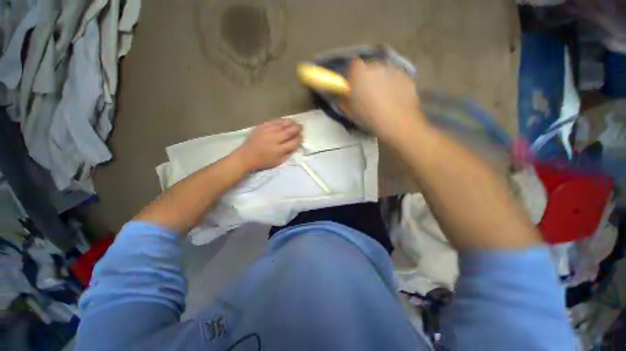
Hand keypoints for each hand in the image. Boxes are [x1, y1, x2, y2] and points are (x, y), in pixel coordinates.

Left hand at [233, 119, 302, 171]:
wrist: (246, 156)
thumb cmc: (264, 161)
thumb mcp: (279, 162)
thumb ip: (289, 153)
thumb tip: (297, 144)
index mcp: (280, 150)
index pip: (294, 142)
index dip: (300, 138)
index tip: (302, 136)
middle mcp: (275, 139)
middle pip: (290, 131)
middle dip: (297, 128)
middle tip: (301, 127)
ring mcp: (268, 131)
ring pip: (283, 124)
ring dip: (291, 122)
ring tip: (294, 122)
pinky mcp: (262, 127)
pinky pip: (274, 121)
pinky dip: (281, 121)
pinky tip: (284, 121)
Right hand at [340, 59, 423, 139]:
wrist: (396, 122)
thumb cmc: (368, 117)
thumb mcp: (348, 111)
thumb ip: (342, 99)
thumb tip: (341, 94)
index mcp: (359, 72)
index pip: (352, 66)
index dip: (352, 76)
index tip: (352, 87)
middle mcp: (376, 65)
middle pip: (369, 68)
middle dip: (367, 78)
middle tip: (367, 94)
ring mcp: (393, 69)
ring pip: (383, 73)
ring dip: (381, 81)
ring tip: (382, 99)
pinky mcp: (406, 76)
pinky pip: (396, 78)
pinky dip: (394, 85)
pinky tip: (394, 100)